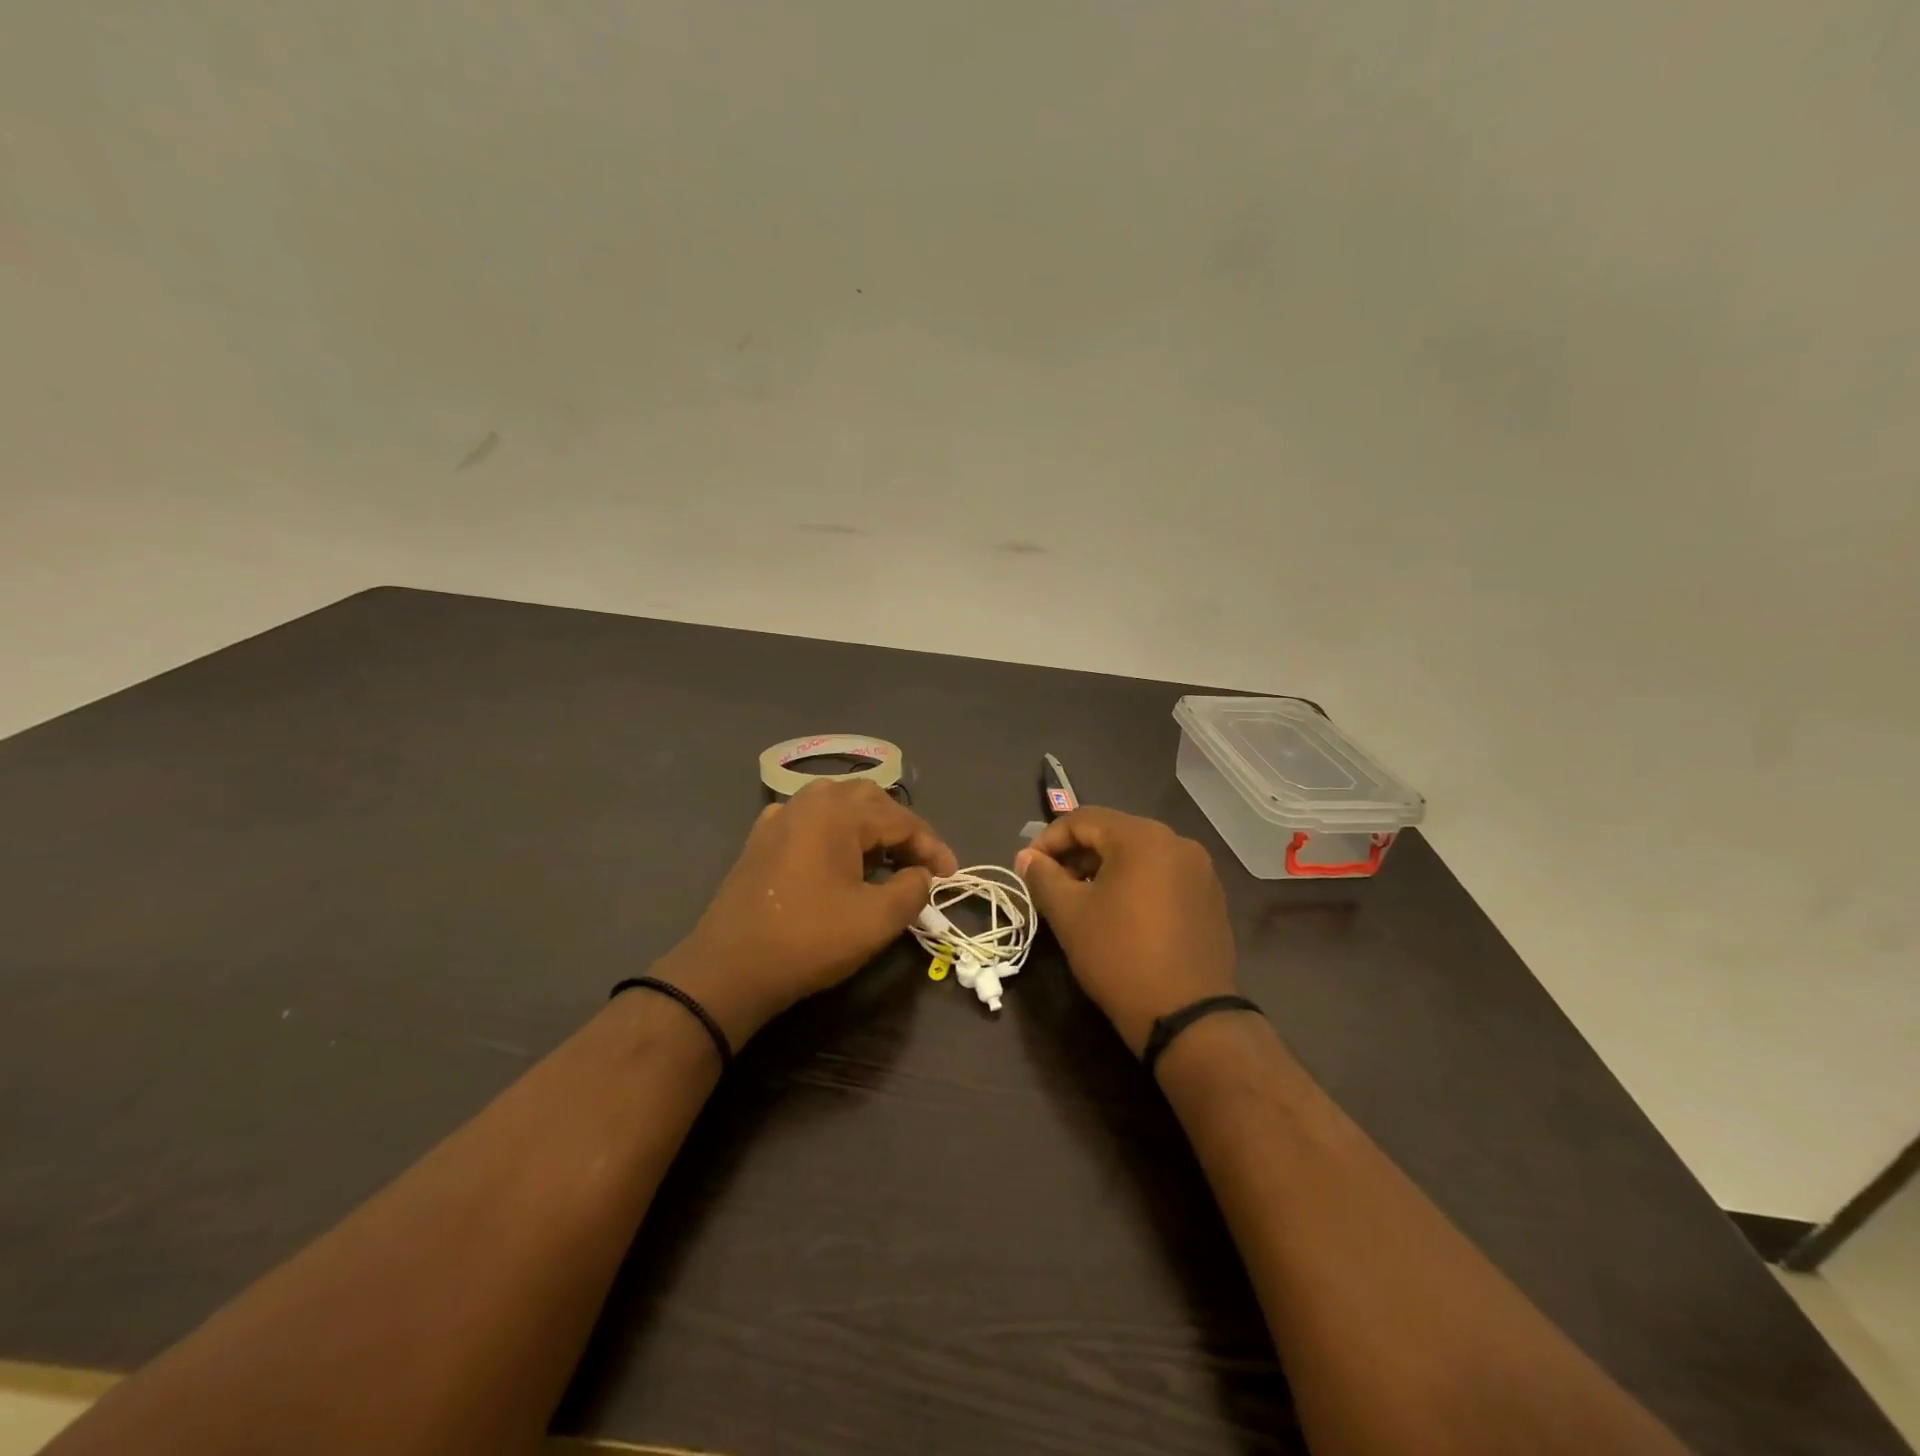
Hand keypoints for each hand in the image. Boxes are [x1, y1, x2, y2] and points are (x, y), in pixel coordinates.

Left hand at [658, 779, 957, 1045]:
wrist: (729, 968)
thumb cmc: (809, 940)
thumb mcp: (876, 920)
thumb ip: (912, 889)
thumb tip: (921, 875)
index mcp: (839, 813)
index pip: (902, 820)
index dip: (932, 847)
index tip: (952, 876)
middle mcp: (809, 802)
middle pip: (870, 800)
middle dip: (902, 829)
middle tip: (920, 863)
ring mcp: (781, 817)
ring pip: (838, 804)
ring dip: (869, 825)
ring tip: (885, 857)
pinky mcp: (762, 839)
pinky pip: (810, 820)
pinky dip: (835, 831)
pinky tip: (838, 855)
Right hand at [1016, 807, 1236, 1054]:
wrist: (1186, 1016)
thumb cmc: (1119, 956)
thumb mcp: (1069, 915)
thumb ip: (1043, 877)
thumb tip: (1027, 857)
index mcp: (1142, 837)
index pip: (1083, 819)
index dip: (1048, 839)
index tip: (1027, 866)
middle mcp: (1176, 842)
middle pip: (1114, 833)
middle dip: (1076, 854)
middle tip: (1051, 883)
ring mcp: (1199, 870)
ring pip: (1139, 855)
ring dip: (1105, 869)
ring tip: (1081, 899)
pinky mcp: (1210, 898)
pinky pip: (1163, 876)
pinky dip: (1135, 884)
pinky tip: (1120, 914)